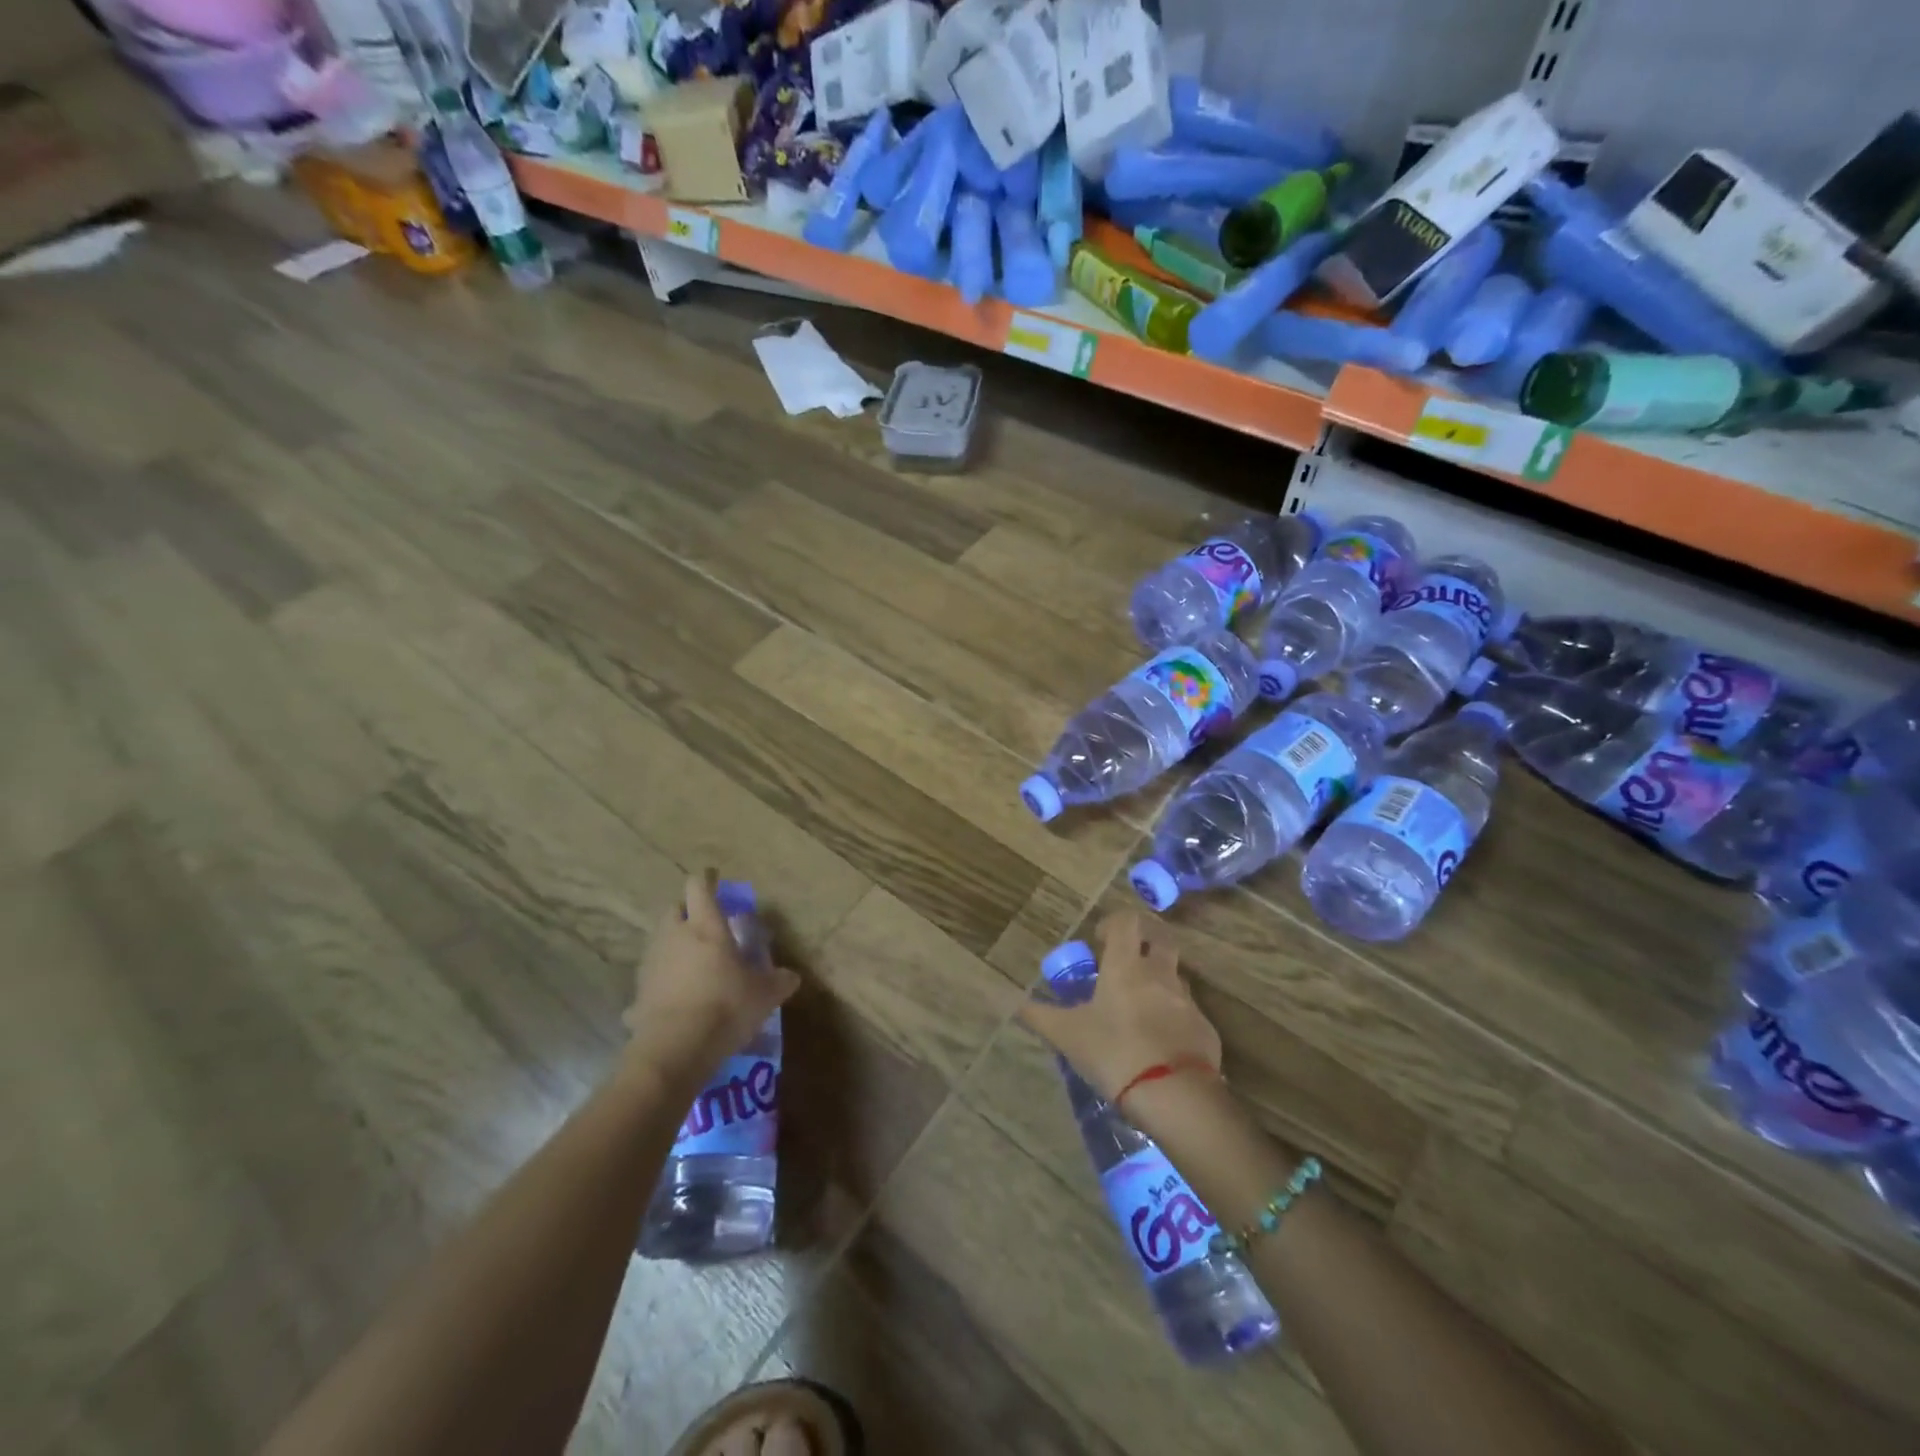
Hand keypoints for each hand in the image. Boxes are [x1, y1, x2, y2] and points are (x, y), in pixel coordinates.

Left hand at [623, 873, 800, 1078]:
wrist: (675, 1048)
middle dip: (687, 911)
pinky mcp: (638, 992)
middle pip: (674, 909)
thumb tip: (792, 977)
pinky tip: (676, 998)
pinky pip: (652, 978)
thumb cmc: (726, 1006)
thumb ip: (779, 981)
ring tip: (692, 961)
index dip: (706, 880)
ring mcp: (652, 963)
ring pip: (659, 941)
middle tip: (704, 923)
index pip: (699, 888)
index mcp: (706, 926)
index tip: (713, 877)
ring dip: (673, 944)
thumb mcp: (765, 995)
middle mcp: (674, 936)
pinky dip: (663, 981)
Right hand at [1018, 910, 1221, 1103]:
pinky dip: (1173, 1018)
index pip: (1127, 921)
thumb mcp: (1067, 1035)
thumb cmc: (1114, 1052)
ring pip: (1175, 977)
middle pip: (1162, 939)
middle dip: (1146, 942)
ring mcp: (1187, 1002)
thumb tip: (1016, 1004)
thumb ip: (1040, 1016)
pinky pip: (1187, 1013)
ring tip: (1140, 1007)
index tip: (1100, 939)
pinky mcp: (1205, 1030)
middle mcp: (1160, 974)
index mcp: (1126, 966)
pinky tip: (1159, 1043)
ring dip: (1160, 981)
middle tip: (1128, 961)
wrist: (1174, 1095)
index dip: (1114, 922)